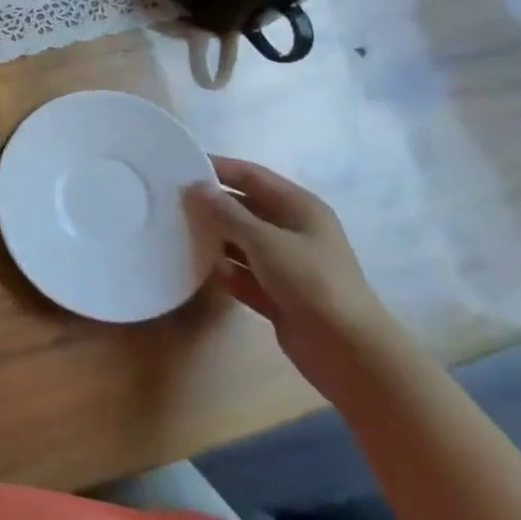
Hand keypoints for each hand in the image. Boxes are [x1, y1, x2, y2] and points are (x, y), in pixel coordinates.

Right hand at [185, 158, 397, 398]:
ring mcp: (285, 264)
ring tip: (175, 231)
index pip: (252, 175)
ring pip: (241, 241)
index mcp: (299, 207)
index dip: (218, 168)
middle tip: (170, 201)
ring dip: (214, 238)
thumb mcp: (266, 241)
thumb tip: (196, 188)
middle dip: (211, 204)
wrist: (350, 354)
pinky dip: (223, 270)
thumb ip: (228, 213)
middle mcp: (293, 230)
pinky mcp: (277, 294)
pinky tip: (196, 268)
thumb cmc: (312, 282)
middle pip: (245, 207)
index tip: (180, 165)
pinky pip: (242, 273)